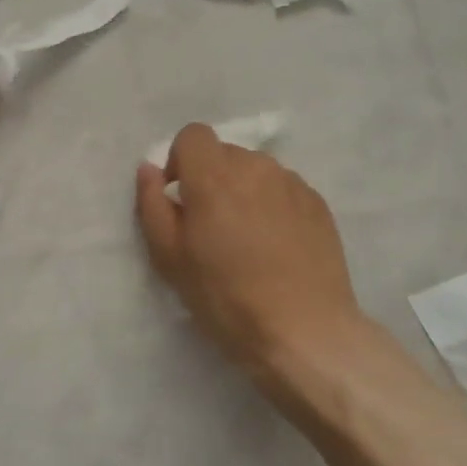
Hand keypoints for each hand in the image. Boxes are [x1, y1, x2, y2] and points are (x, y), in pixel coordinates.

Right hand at [135, 124, 361, 385]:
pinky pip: (283, 189)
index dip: (181, 162)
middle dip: (211, 179)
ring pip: (255, 171)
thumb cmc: (225, 297)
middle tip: (211, 228)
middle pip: (224, 154)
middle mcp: (255, 167)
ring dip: (243, 192)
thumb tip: (149, 169)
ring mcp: (291, 183)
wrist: (302, 330)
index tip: (181, 198)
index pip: (193, 135)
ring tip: (246, 239)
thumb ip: (152, 205)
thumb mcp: (170, 258)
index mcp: (214, 176)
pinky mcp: (317, 203)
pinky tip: (275, 247)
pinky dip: (272, 206)